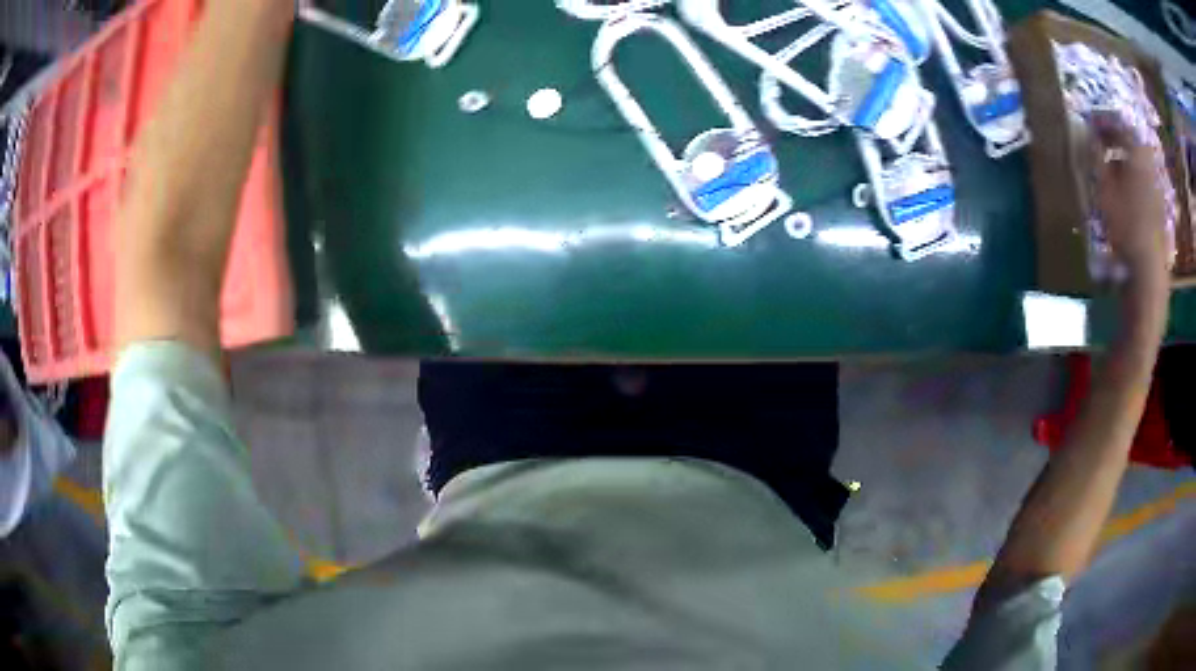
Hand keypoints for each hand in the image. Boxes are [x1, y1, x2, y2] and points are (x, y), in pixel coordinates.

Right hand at [1089, 112, 1168, 287]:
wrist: (1148, 270)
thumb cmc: (1126, 226)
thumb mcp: (1105, 190)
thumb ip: (1097, 159)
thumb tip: (1089, 136)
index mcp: (1137, 154)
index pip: (1119, 126)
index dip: (1104, 124)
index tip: (1091, 126)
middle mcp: (1149, 165)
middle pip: (1131, 144)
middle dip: (1116, 142)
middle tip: (1101, 145)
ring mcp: (1156, 187)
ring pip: (1138, 163)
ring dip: (1124, 162)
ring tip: (1111, 171)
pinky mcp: (1159, 206)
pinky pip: (1144, 181)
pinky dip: (1133, 179)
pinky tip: (1124, 192)